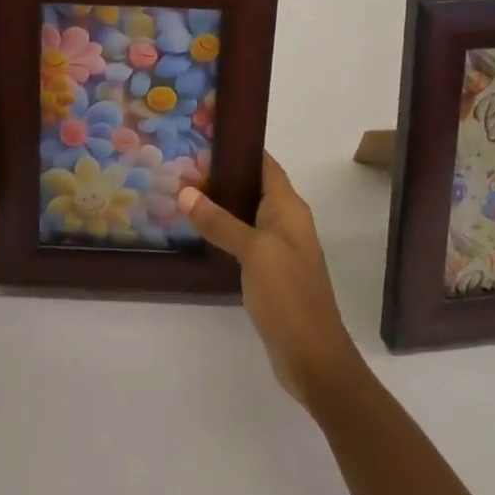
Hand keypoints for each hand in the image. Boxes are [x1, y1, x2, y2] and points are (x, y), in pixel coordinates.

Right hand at [178, 155, 360, 408]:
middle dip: (220, 173)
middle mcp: (285, 221)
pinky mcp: (268, 271)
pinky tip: (196, 230)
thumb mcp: (253, 252)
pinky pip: (242, 238)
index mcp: (288, 208)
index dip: (238, 146)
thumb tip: (185, 191)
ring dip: (218, 203)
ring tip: (180, 190)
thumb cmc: (289, 296)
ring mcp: (277, 247)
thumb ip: (220, 222)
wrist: (314, 360)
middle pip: (251, 185)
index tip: (202, 135)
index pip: (263, 163)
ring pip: (244, 212)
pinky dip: (221, 229)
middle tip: (180, 162)